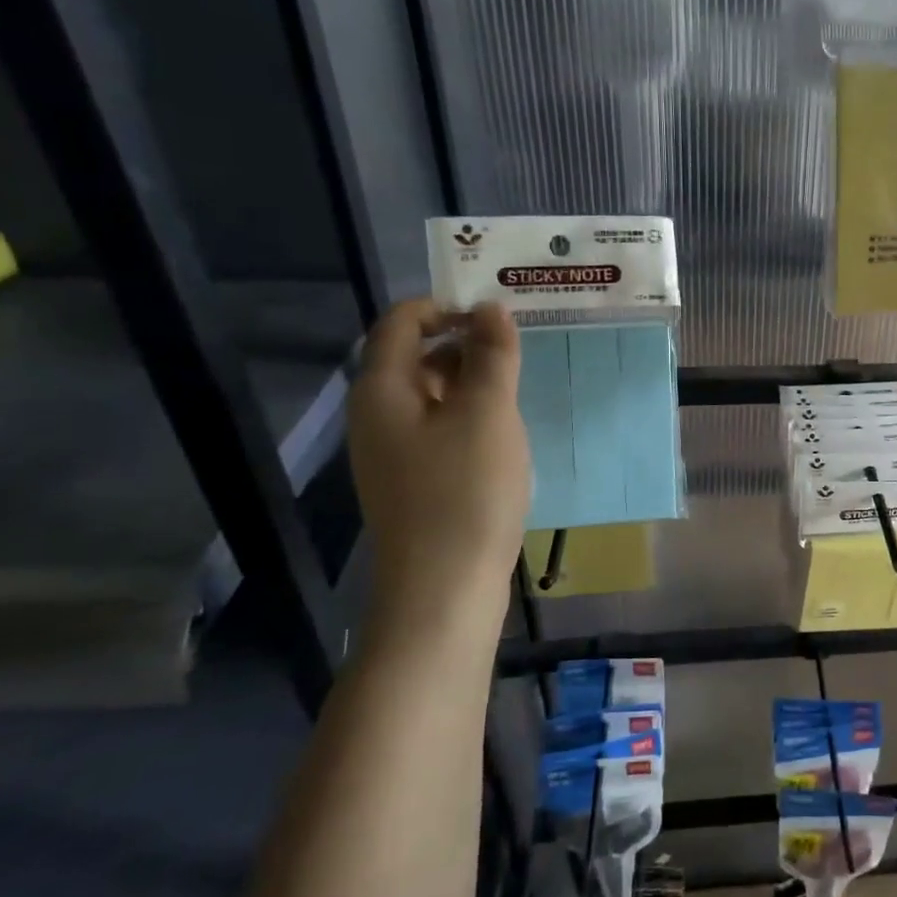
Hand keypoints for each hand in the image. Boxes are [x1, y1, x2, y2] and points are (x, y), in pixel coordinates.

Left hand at [347, 300, 529, 616]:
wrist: (444, 590)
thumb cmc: (465, 491)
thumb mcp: (487, 412)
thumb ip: (492, 354)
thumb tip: (490, 308)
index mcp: (383, 389)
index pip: (402, 322)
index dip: (446, 306)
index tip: (498, 313)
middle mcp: (377, 415)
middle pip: (415, 356)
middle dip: (465, 343)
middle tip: (519, 348)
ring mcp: (393, 452)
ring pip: (432, 395)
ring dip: (472, 381)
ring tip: (519, 388)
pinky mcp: (414, 481)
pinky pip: (439, 429)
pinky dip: (470, 416)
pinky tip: (504, 434)